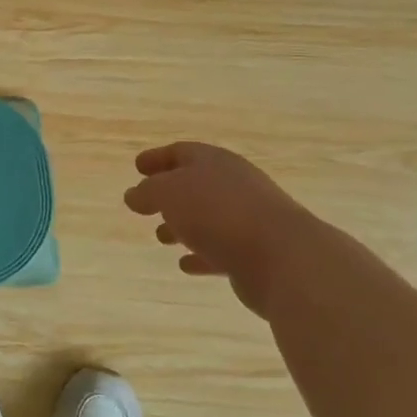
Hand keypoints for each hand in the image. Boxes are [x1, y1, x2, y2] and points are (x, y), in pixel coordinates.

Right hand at [124, 143, 331, 317]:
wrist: (282, 257)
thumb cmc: (218, 213)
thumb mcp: (169, 194)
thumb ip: (147, 192)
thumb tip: (134, 194)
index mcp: (214, 162)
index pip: (182, 152)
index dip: (158, 158)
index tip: (137, 166)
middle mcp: (234, 185)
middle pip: (197, 184)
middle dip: (169, 194)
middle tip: (146, 204)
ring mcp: (248, 219)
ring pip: (208, 218)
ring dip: (183, 225)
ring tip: (160, 236)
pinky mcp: (256, 253)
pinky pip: (221, 250)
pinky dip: (201, 254)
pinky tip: (185, 264)